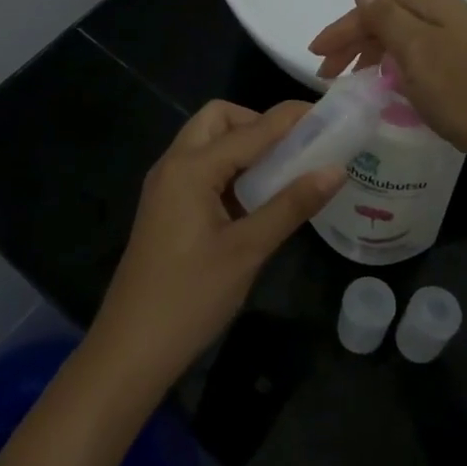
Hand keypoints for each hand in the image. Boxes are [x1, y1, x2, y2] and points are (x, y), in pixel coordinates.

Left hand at [87, 100, 343, 391]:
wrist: (130, 350)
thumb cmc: (190, 297)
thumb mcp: (248, 250)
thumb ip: (292, 204)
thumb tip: (336, 170)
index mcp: (191, 168)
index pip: (251, 129)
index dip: (291, 119)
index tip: (328, 115)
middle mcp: (174, 165)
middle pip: (218, 120)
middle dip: (258, 124)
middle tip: (294, 150)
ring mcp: (165, 187)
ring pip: (208, 143)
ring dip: (244, 146)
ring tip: (283, 172)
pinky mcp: (166, 208)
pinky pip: (201, 169)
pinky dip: (230, 169)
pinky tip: (256, 198)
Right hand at [307, 0, 466, 171]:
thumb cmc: (460, 89)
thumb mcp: (416, 50)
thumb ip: (385, 17)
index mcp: (432, 1)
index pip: (374, 7)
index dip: (342, 30)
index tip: (315, 55)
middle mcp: (443, 11)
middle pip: (385, 20)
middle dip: (352, 43)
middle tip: (326, 74)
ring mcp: (453, 38)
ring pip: (398, 38)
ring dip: (369, 55)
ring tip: (348, 80)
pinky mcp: (457, 63)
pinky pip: (412, 56)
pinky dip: (391, 66)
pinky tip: (382, 83)